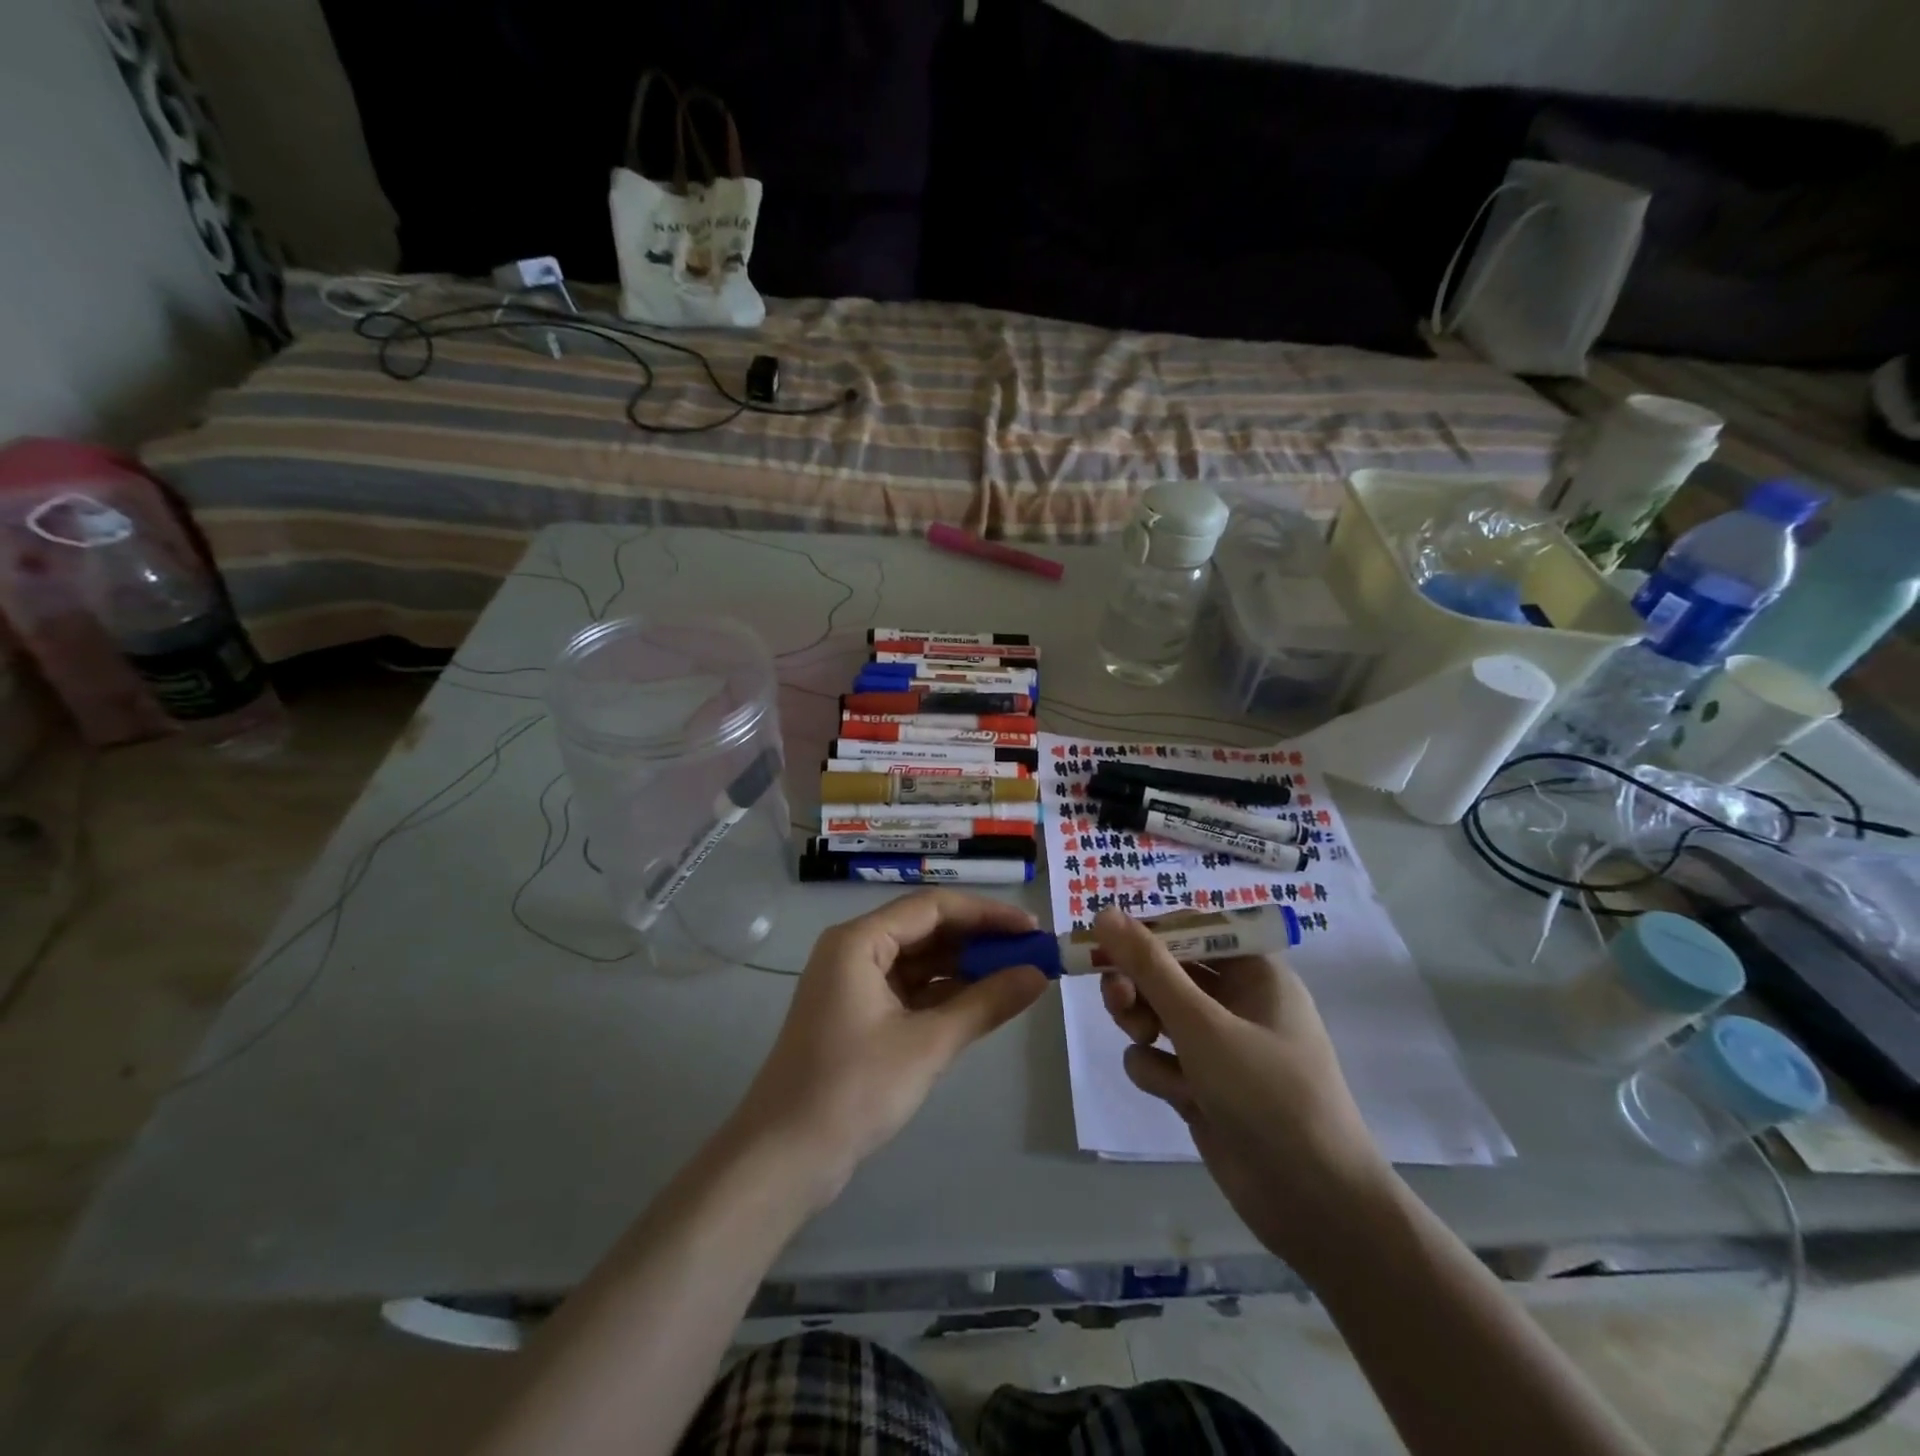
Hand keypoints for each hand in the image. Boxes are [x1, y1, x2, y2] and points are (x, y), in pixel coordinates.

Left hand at [731, 891, 1050, 1204]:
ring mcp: (853, 984)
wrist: (784, 1158)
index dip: (987, 914)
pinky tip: (982, 1002)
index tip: (1032, 928)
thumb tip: (1039, 974)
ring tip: (1016, 976)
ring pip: (919, 961)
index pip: (933, 907)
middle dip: (978, 940)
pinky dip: (944, 994)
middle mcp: (853, 950)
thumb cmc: (853, 1089)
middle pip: (926, 929)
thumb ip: (986, 1003)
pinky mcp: (858, 1015)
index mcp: (859, 940)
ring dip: (964, 967)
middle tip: (1031, 953)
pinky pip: (909, 989)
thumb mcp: (928, 1043)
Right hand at [1093, 907, 1395, 1269]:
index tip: (1103, 942)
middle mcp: (1237, 1002)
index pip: (1189, 930)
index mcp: (1254, 972)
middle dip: (1137, 984)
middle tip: (1117, 999)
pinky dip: (1159, 1072)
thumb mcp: (1202, 1024)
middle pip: (1165, 972)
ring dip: (1141, 1025)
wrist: (1315, 1205)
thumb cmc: (1268, 1095)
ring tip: (1147, 1043)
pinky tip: (1179, 1097)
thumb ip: (1149, 967)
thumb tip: (1105, 913)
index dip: (1146, 933)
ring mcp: (1219, 1047)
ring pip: (1154, 1014)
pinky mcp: (1202, 1086)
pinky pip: (1159, 1058)